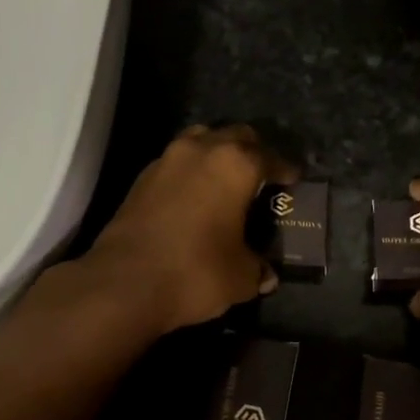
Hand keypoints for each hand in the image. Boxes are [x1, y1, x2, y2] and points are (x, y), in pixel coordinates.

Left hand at [86, 124, 295, 333]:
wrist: (124, 283)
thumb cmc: (196, 272)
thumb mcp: (240, 277)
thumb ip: (257, 269)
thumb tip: (266, 274)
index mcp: (235, 165)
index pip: (270, 157)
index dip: (286, 169)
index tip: (294, 180)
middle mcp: (201, 150)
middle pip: (235, 136)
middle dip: (252, 152)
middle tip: (262, 177)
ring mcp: (166, 160)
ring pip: (201, 142)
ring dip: (217, 156)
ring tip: (227, 182)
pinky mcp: (141, 179)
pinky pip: (176, 164)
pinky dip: (191, 174)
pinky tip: (196, 198)